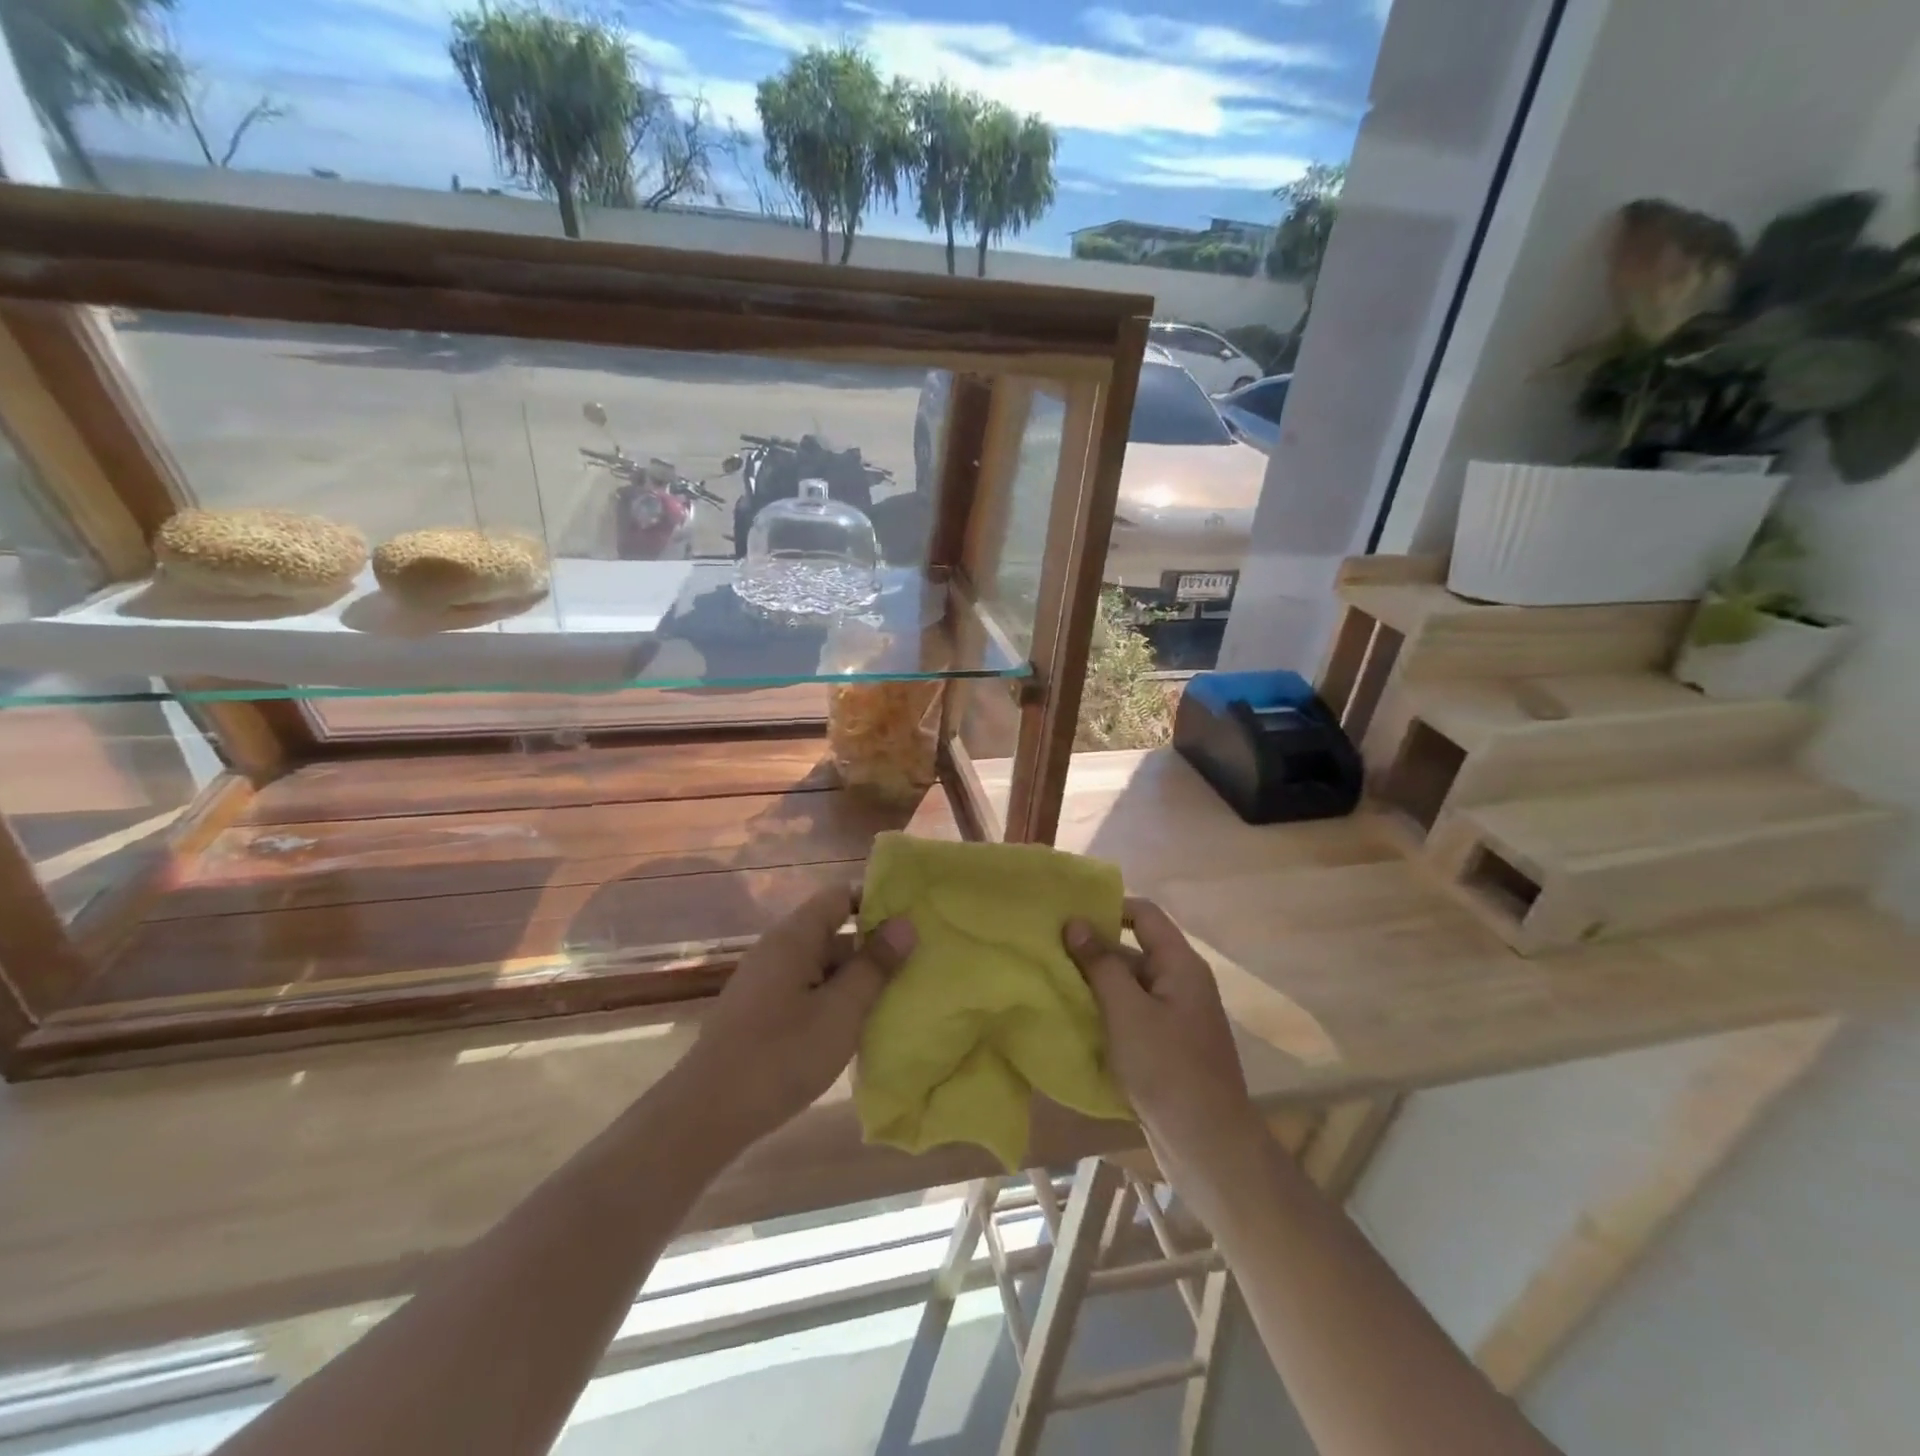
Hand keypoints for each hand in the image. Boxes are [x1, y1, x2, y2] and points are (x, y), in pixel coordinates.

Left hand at [679, 884, 915, 1143]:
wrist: (707, 1113)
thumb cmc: (781, 1055)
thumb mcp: (841, 1011)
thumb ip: (874, 966)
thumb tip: (906, 924)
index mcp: (794, 937)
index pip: (840, 896)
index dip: (877, 901)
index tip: (912, 920)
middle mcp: (777, 949)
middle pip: (832, 930)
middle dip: (872, 946)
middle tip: (915, 963)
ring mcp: (766, 980)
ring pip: (821, 964)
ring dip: (855, 977)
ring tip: (896, 995)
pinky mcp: (761, 1010)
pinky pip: (807, 988)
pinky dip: (833, 998)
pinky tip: (855, 1024)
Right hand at [1064, 899, 1255, 1146]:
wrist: (1208, 1146)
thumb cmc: (1168, 1069)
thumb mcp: (1127, 1011)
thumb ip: (1100, 964)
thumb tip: (1076, 922)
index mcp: (1180, 965)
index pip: (1144, 914)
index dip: (1108, 907)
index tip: (1068, 914)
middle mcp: (1180, 983)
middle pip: (1133, 949)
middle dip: (1093, 948)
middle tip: (1047, 948)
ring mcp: (1174, 1017)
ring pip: (1128, 985)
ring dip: (1094, 983)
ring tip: (1048, 980)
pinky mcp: (1164, 1046)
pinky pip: (1130, 1015)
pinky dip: (1104, 1012)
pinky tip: (1071, 1018)